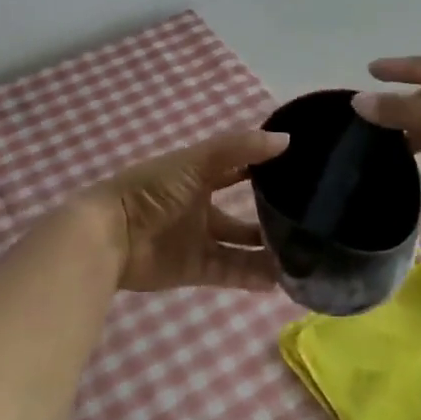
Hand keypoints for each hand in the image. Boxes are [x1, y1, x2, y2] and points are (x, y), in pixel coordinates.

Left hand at [85, 128, 289, 291]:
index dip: (267, 165)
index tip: (302, 168)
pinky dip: (253, 275)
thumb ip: (240, 149)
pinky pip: (231, 271)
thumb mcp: (198, 161)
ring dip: (267, 248)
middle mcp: (203, 204)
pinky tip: (280, 279)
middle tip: (310, 217)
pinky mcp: (196, 268)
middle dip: (272, 213)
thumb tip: (287, 140)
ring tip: (304, 253)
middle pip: (244, 209)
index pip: (241, 166)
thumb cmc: (153, 189)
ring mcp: (199, 238)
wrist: (110, 236)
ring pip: (241, 244)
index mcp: (201, 173)